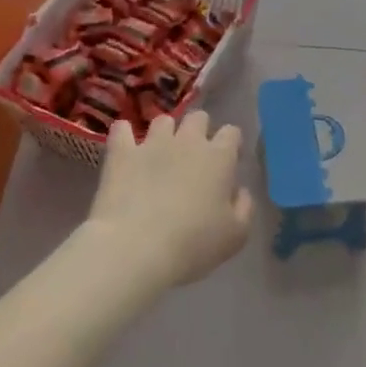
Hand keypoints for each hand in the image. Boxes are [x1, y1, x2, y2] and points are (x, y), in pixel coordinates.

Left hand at [87, 111, 253, 292]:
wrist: (136, 248)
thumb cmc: (194, 244)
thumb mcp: (236, 235)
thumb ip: (244, 207)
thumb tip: (239, 191)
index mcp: (219, 158)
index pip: (231, 133)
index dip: (232, 144)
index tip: (229, 162)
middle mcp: (188, 142)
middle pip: (198, 118)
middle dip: (200, 130)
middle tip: (195, 156)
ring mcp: (151, 144)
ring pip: (163, 121)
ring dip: (165, 132)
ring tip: (161, 152)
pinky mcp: (121, 153)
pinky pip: (121, 130)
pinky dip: (124, 134)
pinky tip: (125, 145)